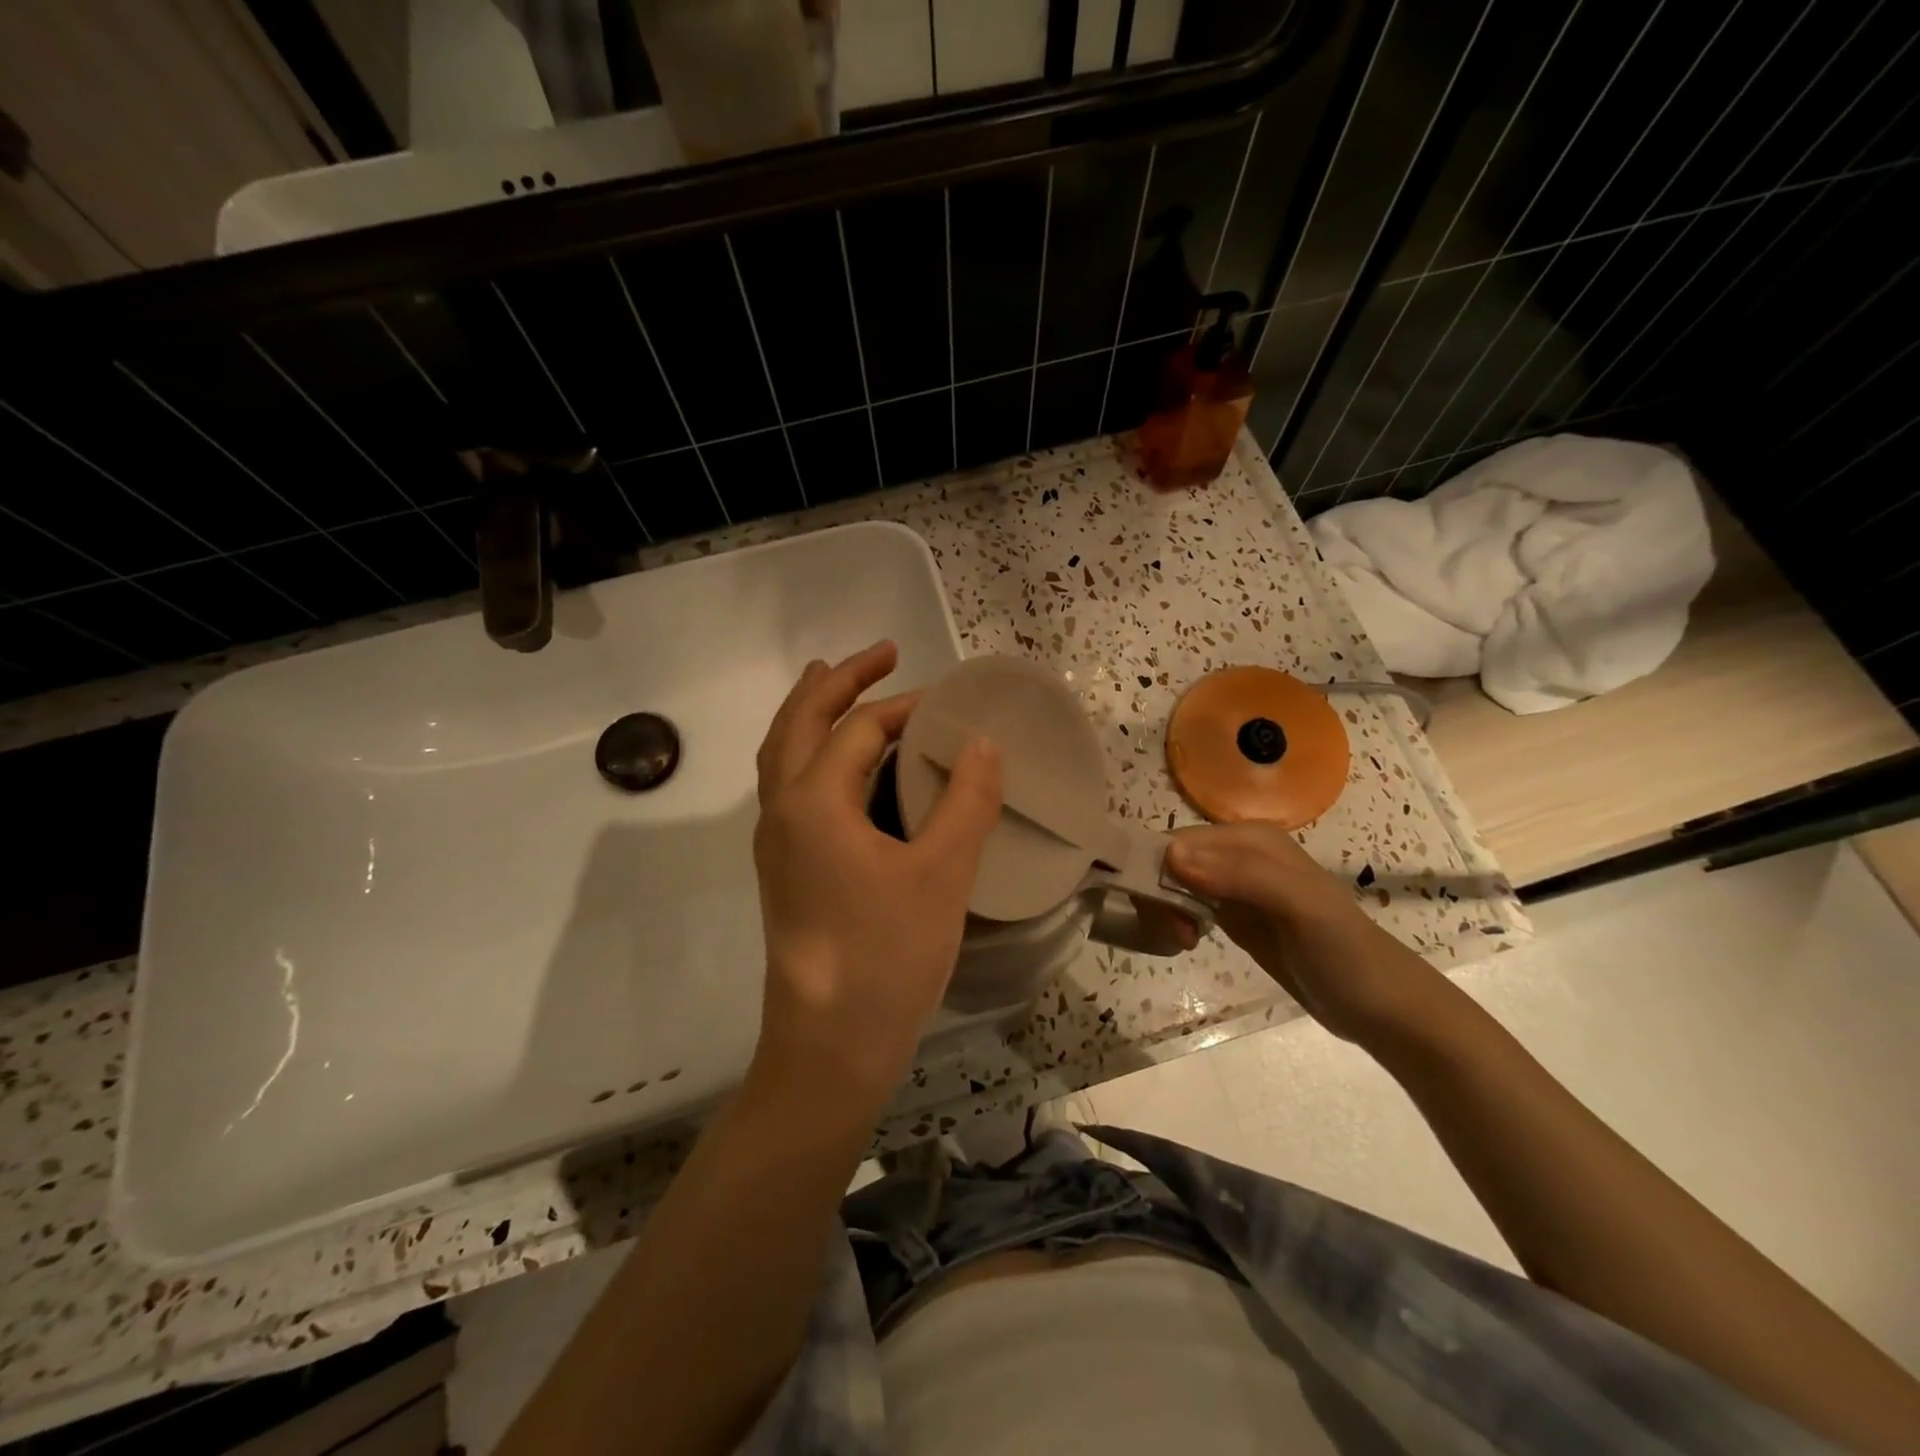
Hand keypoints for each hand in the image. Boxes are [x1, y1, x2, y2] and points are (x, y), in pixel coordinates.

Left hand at [751, 641, 1002, 1110]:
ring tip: (838, 683)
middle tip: (881, 653)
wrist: (829, 1047)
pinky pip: (792, 787)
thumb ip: (966, 801)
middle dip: (836, 681)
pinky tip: (845, 768)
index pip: (858, 730)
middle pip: (798, 723)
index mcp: (813, 802)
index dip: (904, 706)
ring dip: (812, 712)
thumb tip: (983, 743)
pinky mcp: (785, 869)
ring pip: (784, 755)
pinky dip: (812, 754)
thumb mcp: (942, 874)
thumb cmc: (887, 956)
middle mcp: (782, 811)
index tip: (948, 699)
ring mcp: (777, 842)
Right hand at [1166, 822, 1440, 1043]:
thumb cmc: (1344, 953)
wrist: (1382, 1008)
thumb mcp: (1300, 907)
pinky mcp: (1234, 915)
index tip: (1162, 915)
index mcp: (1251, 839)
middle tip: (1177, 936)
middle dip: (1159, 894)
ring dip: (1165, 910)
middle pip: (1171, 861)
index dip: (1157, 871)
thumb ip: (1240, 876)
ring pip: (1174, 883)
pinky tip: (1186, 942)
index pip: (1179, 841)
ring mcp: (1235, 886)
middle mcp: (1238, 854)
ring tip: (1183, 943)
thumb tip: (1172, 857)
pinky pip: (1187, 904)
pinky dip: (1176, 920)